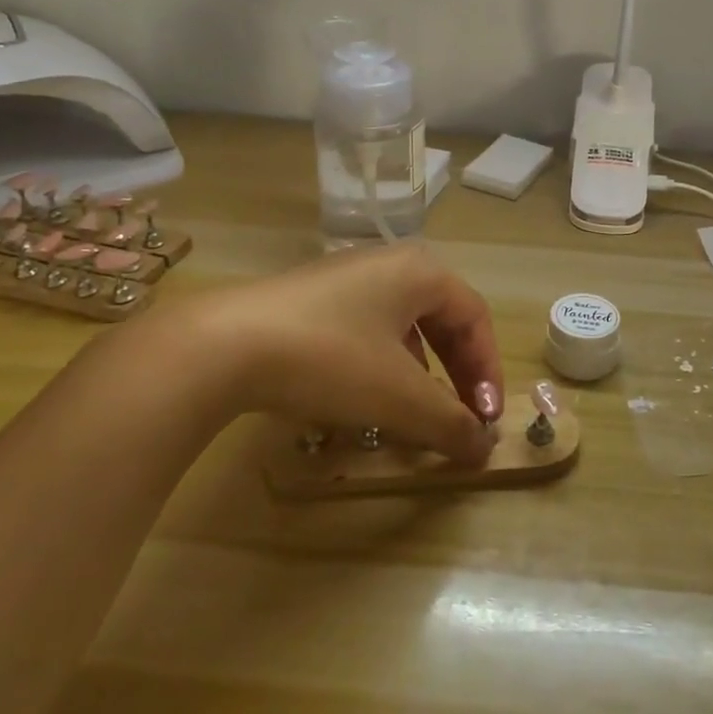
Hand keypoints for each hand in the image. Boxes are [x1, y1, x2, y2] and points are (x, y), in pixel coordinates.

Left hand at [147, 243, 502, 465]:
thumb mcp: (400, 398)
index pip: (476, 318)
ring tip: (416, 410)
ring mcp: (346, 276)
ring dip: (422, 371)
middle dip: (458, 371)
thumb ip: (451, 423)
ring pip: (404, 325)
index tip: (487, 420)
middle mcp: (389, 263)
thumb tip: (485, 449)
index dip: (489, 371)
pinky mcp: (311, 298)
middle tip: (462, 416)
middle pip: (443, 318)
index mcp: (421, 272)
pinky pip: (367, 328)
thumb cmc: (331, 359)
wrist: (224, 345)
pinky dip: (383, 364)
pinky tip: (366, 395)